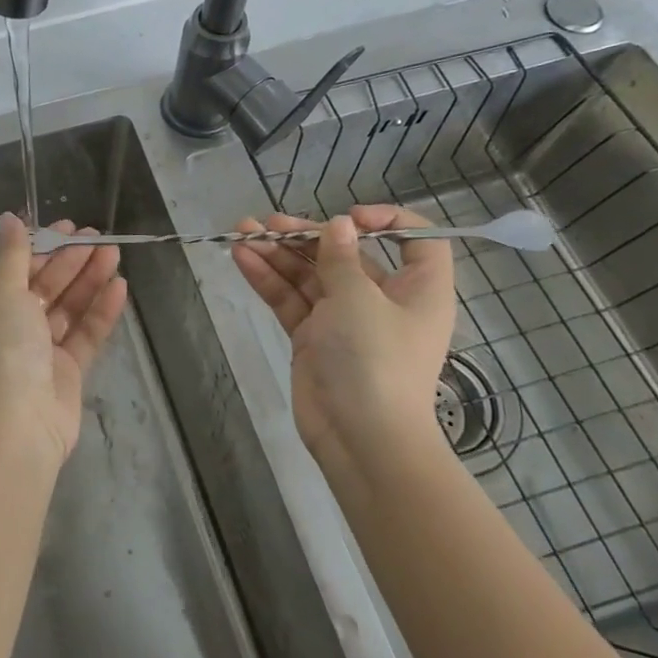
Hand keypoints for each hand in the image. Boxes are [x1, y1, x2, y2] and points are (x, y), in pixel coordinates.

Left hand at [0, 213, 127, 466]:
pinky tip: (120, 287)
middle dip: (71, 260)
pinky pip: (84, 335)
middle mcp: (10, 328)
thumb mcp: (2, 293)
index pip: (16, 269)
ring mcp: (39, 352)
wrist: (17, 425)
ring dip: (89, 280)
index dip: (42, 246)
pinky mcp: (66, 372)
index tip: (68, 227)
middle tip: (100, 237)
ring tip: (115, 254)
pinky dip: (100, 311)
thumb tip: (9, 218)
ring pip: (67, 308)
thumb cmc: (2, 350)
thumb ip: (13, 255)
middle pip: (45, 286)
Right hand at [232, 207, 456, 467]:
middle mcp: (382, 300)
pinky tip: (241, 257)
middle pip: (346, 255)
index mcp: (416, 289)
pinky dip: (268, 279)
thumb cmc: (375, 360)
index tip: (349, 218)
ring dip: (278, 253)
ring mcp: (344, 320)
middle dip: (306, 235)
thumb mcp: (359, 299)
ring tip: (242, 231)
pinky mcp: (313, 337)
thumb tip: (339, 224)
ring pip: (309, 275)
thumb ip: (341, 258)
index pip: (415, 241)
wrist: (360, 438)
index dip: (386, 221)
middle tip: (268, 223)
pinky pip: (291, 299)